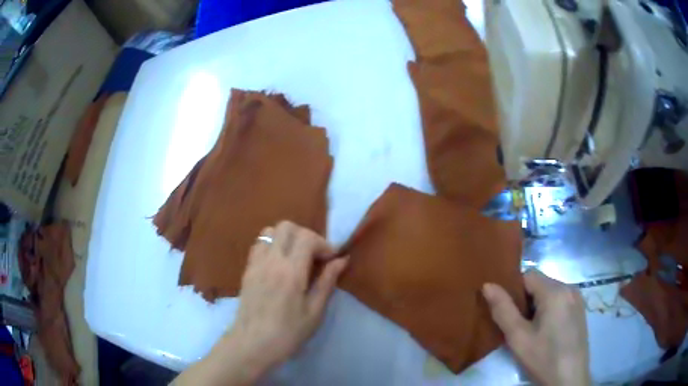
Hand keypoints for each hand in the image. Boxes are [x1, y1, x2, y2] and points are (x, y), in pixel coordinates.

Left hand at [172, 221, 347, 385]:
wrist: (252, 344)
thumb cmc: (288, 333)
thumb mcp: (314, 311)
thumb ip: (327, 281)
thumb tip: (342, 260)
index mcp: (290, 272)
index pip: (307, 238)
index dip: (323, 244)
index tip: (331, 260)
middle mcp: (271, 260)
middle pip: (287, 226)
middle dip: (305, 235)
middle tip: (315, 256)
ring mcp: (255, 263)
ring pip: (270, 231)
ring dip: (287, 238)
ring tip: (297, 258)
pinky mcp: (247, 269)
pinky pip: (259, 245)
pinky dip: (273, 245)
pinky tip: (280, 265)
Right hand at [482, 270, 590, 385]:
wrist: (569, 380)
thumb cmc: (543, 358)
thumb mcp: (518, 338)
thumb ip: (503, 310)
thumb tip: (487, 285)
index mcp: (555, 291)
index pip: (528, 275)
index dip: (513, 291)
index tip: (506, 312)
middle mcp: (570, 288)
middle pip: (540, 284)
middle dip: (525, 301)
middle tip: (517, 326)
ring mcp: (578, 299)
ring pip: (550, 293)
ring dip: (537, 307)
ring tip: (531, 332)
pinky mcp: (581, 311)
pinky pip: (560, 301)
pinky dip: (549, 311)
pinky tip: (546, 333)